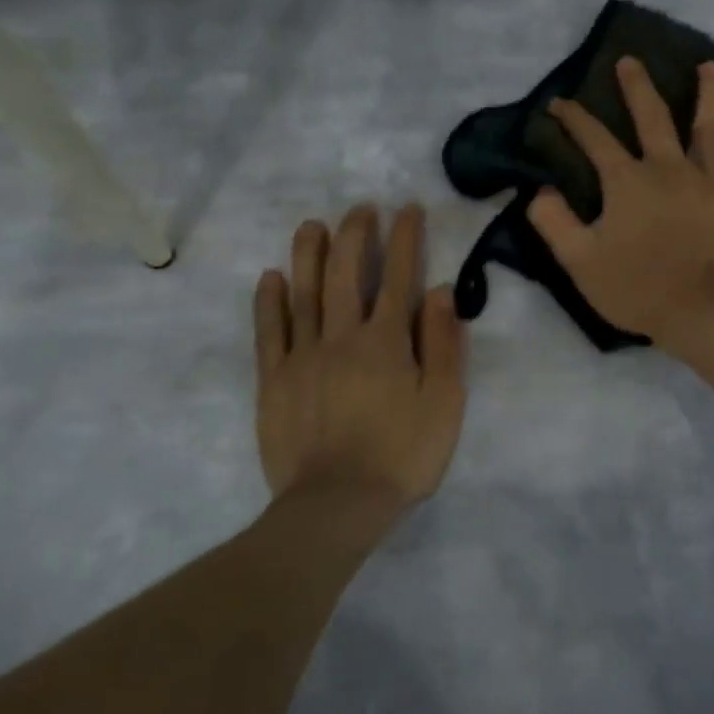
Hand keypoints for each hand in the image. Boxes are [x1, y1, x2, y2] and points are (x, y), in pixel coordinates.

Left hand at [254, 204, 466, 509]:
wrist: (337, 505)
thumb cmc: (403, 455)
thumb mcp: (445, 403)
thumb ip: (444, 344)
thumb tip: (440, 291)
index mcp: (388, 341)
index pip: (399, 277)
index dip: (405, 240)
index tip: (408, 210)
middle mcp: (343, 336)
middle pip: (347, 273)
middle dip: (356, 234)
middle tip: (361, 208)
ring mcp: (303, 356)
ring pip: (304, 292)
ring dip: (309, 254)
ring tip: (312, 225)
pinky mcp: (274, 380)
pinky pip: (269, 331)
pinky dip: (269, 301)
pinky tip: (271, 277)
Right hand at [529, 57, 713, 353]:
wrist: (706, 312)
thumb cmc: (639, 289)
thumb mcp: (580, 262)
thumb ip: (554, 223)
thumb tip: (538, 191)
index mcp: (628, 181)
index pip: (595, 140)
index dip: (574, 119)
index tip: (559, 103)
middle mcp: (668, 167)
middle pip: (651, 117)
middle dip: (636, 87)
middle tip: (629, 61)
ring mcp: (710, 178)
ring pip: (707, 124)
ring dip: (706, 91)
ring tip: (708, 64)